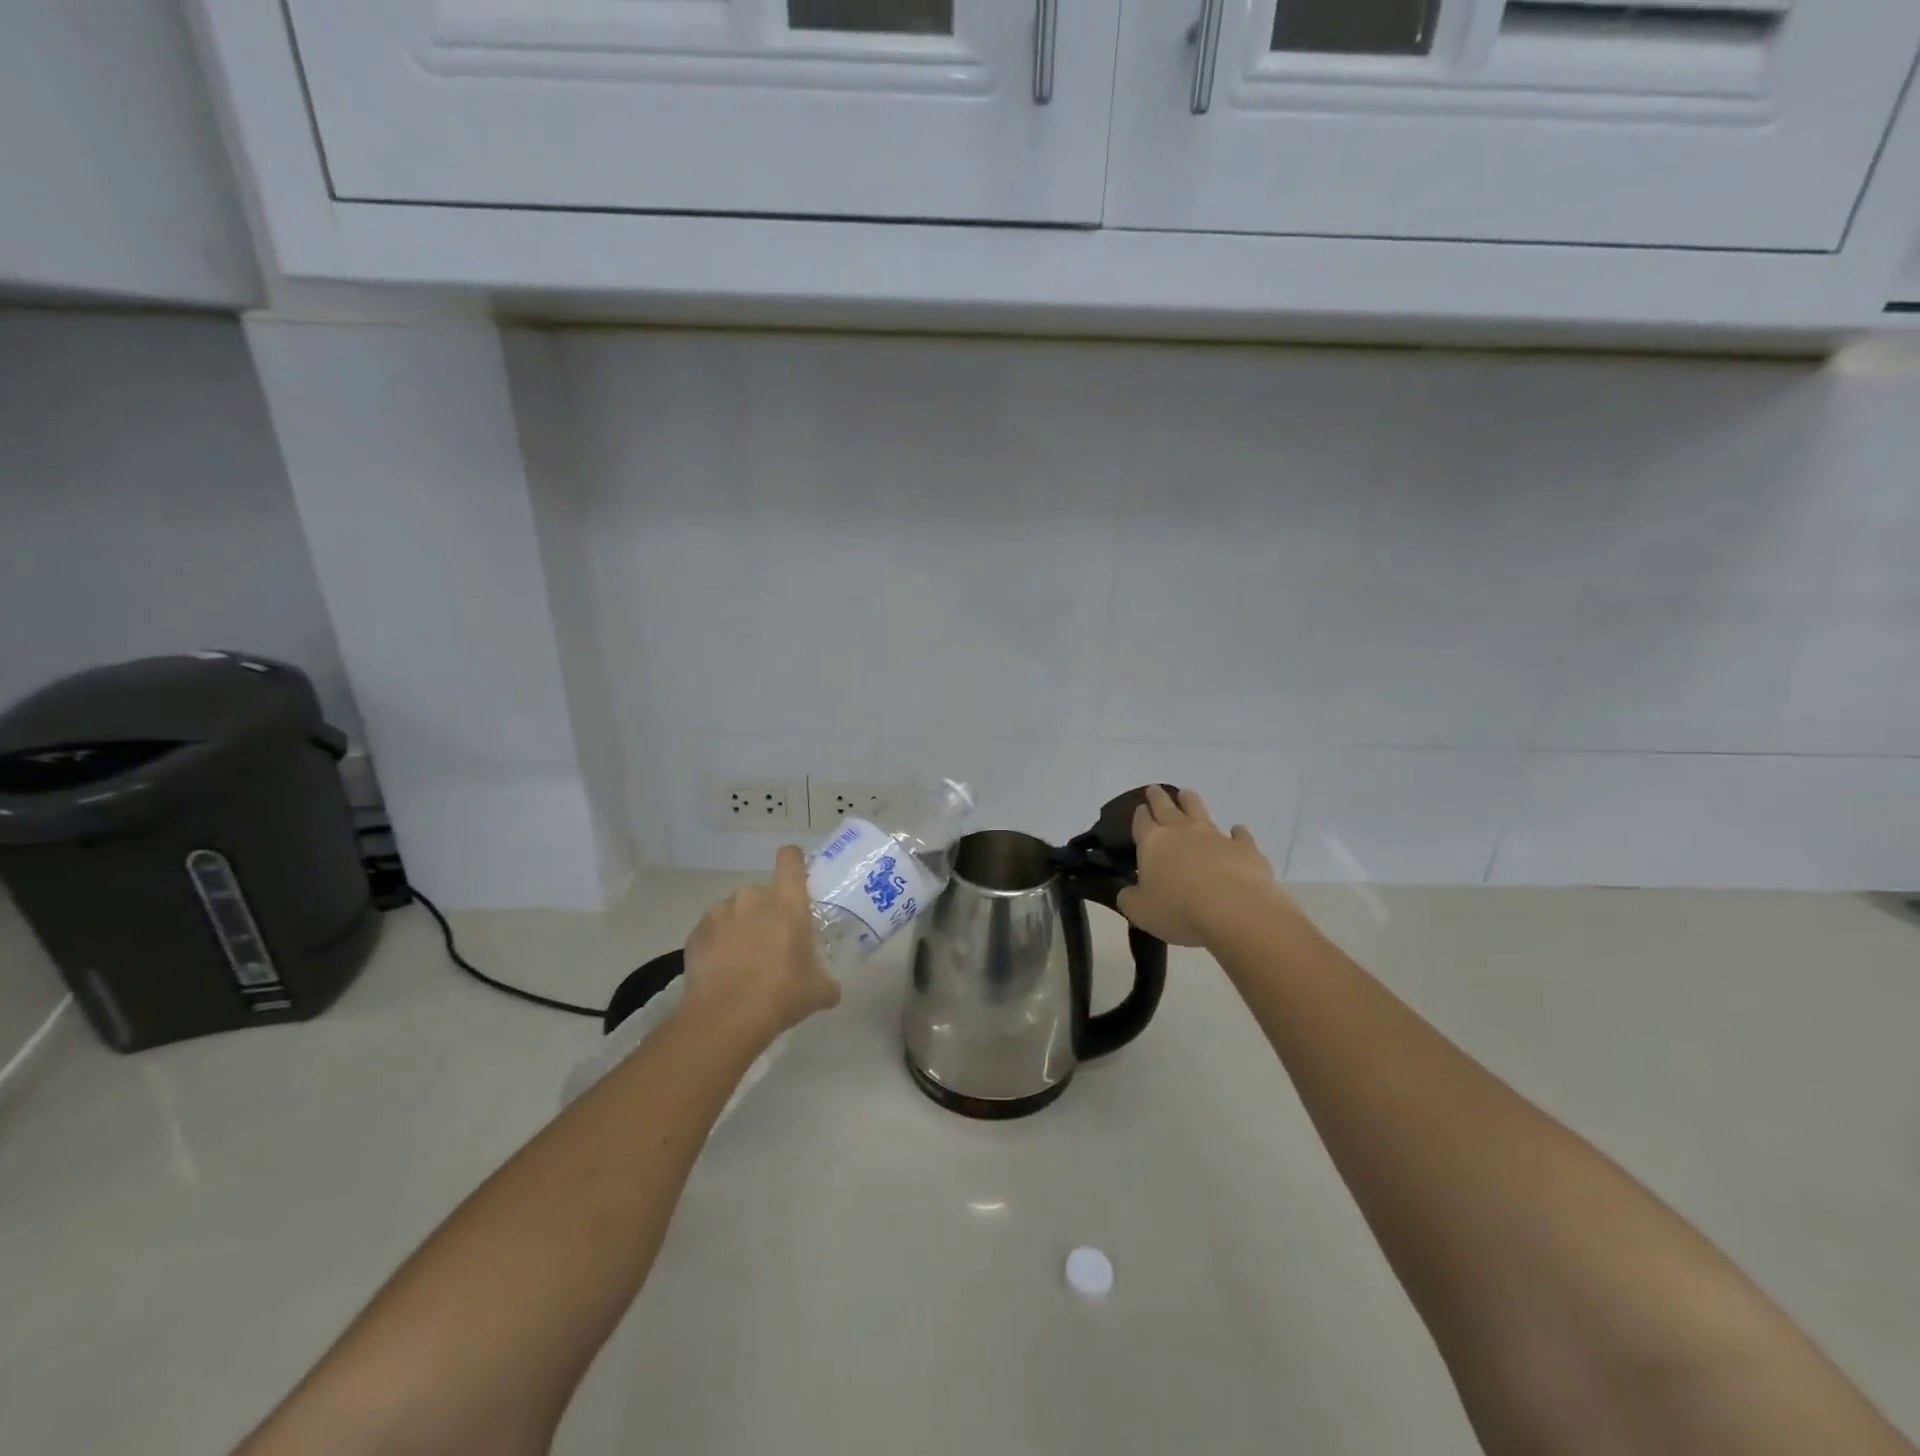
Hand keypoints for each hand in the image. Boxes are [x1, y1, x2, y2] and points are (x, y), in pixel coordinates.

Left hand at [680, 846, 839, 1043]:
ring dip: (741, 927)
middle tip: (772, 943)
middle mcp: (753, 897)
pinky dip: (717, 943)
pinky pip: (712, 930)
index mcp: (787, 901)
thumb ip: (827, 981)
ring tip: (742, 960)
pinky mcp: (696, 932)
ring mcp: (720, 912)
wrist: (726, 1019)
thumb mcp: (818, 991)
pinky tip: (721, 971)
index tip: (796, 879)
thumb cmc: (781, 994)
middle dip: (767, 912)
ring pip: (735, 910)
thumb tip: (831, 988)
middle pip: (763, 892)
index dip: (794, 862)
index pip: (790, 859)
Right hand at [1117, 785, 1288, 947]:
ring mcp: (1216, 837)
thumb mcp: (1140, 911)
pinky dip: (1237, 832)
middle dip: (1159, 798)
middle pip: (1168, 807)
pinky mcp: (1246, 848)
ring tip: (1187, 794)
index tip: (1140, 807)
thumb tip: (1127, 892)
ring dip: (1191, 802)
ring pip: (1200, 811)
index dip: (1140, 814)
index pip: (1142, 822)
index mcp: (1153, 842)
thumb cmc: (1178, 910)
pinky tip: (1237, 831)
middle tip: (1155, 789)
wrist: (1235, 910)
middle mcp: (1183, 832)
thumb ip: (1130, 899)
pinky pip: (1240, 835)